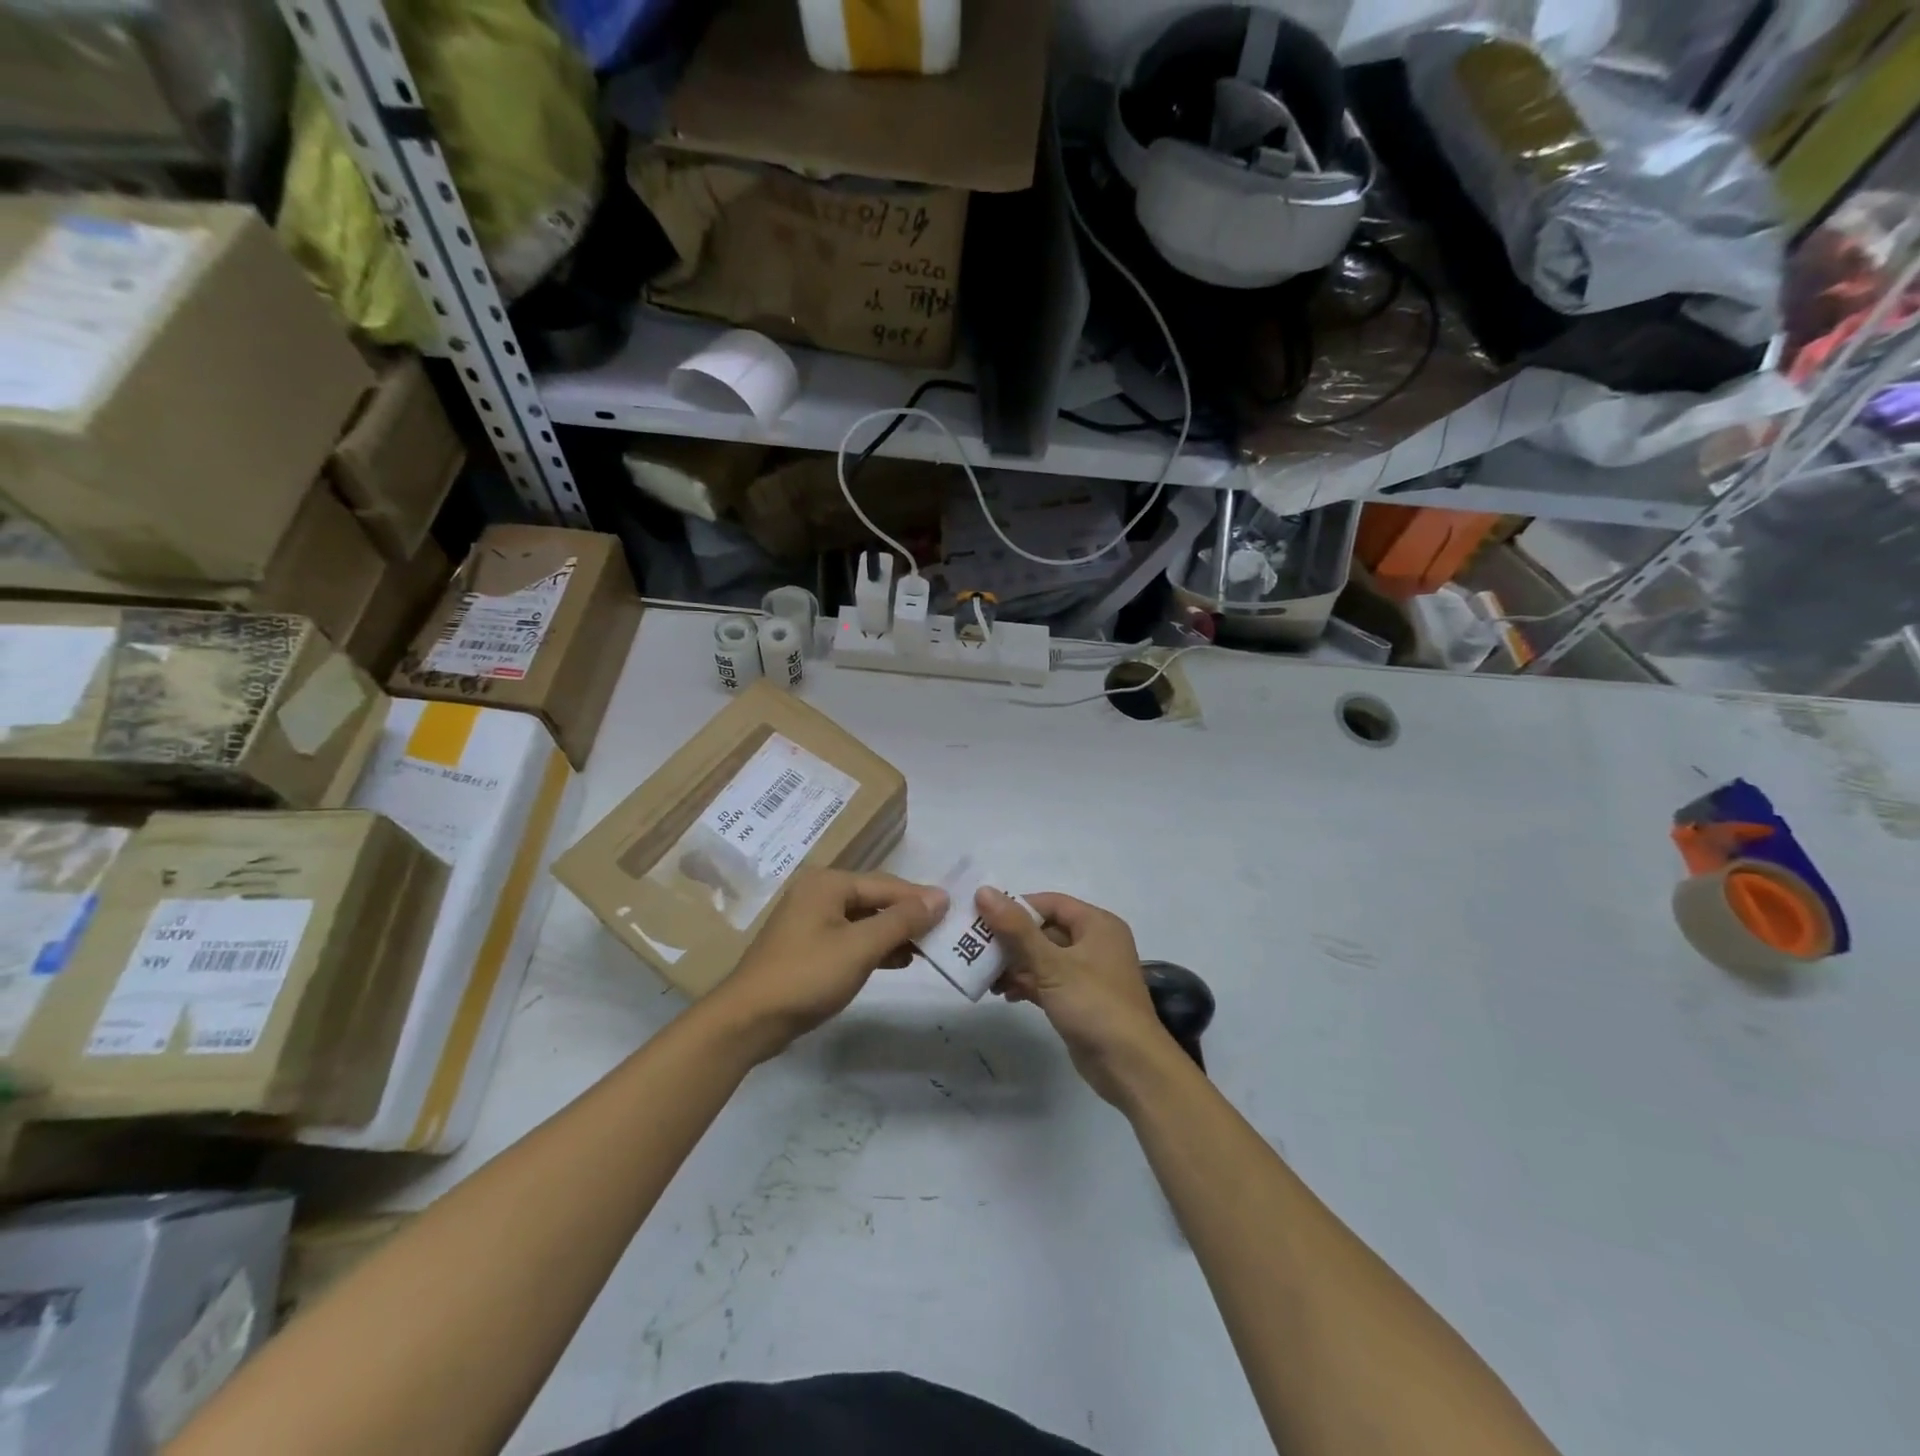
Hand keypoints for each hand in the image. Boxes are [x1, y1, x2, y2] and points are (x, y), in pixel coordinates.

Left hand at [712, 869, 947, 1061]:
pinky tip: (898, 960)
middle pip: (875, 899)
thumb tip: (940, 896)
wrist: (748, 1021)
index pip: (887, 884)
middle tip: (944, 933)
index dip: (921, 899)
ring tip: (927, 949)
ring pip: (864, 919)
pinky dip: (873, 947)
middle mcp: (818, 893)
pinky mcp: (807, 946)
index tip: (954, 913)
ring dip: (893, 933)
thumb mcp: (861, 947)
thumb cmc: (807, 976)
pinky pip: (850, 937)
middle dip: (908, 917)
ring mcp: (810, 920)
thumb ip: (902, 920)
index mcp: (828, 883)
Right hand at [975, 888, 1178, 1107]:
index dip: (1016, 907)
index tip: (983, 917)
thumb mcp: (1052, 964)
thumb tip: (984, 891)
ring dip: (1015, 965)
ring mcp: (1088, 973)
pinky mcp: (1080, 999)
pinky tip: (1004, 994)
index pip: (1050, 903)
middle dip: (1011, 941)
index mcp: (1097, 924)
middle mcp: (1095, 942)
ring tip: (985, 976)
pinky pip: (1048, 981)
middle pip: (1045, 930)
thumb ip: (1016, 929)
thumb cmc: (1094, 1004)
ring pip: (1044, 958)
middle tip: (976, 948)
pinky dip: (1027, 984)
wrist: (1130, 1066)